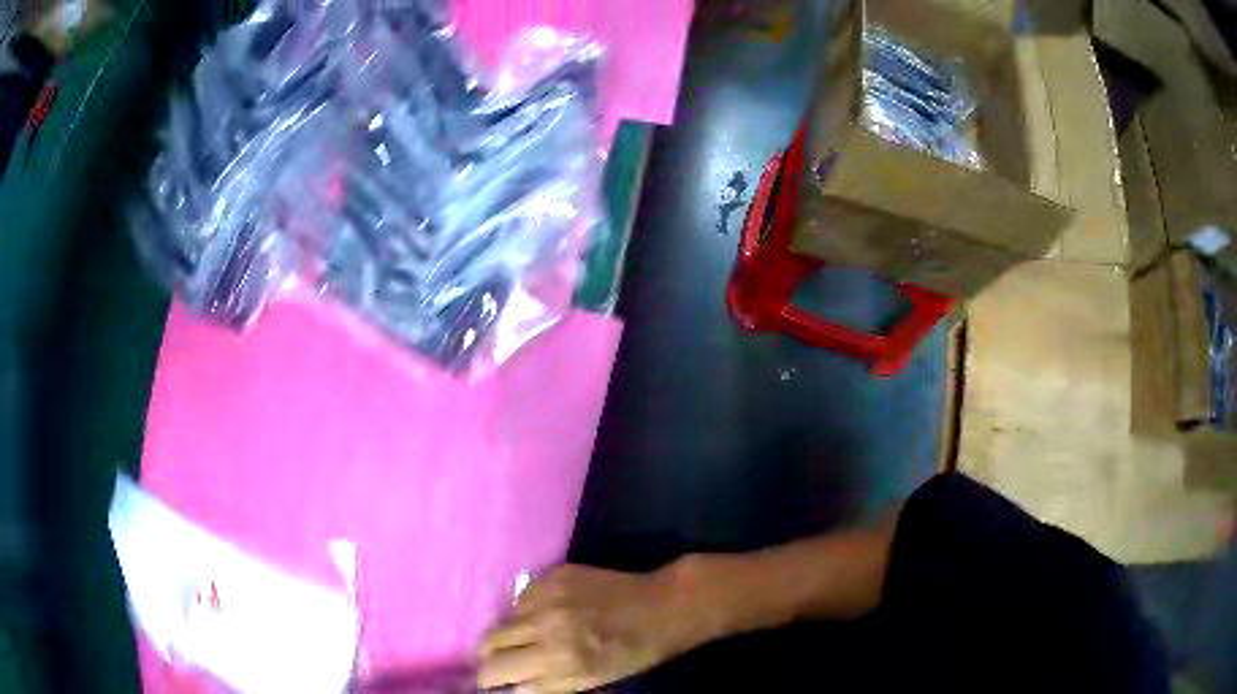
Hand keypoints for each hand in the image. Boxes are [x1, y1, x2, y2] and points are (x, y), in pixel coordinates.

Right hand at [477, 564, 694, 692]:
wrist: (660, 607)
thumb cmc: (630, 653)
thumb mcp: (590, 681)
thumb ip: (545, 686)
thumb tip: (509, 688)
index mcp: (559, 659)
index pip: (497, 672)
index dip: (489, 680)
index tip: (490, 683)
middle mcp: (547, 627)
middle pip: (489, 643)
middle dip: (489, 657)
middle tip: (497, 662)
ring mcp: (549, 597)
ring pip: (501, 620)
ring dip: (506, 634)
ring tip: (522, 640)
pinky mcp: (552, 576)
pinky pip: (520, 598)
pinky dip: (523, 611)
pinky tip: (541, 616)